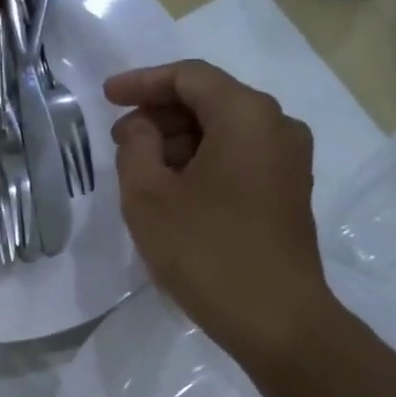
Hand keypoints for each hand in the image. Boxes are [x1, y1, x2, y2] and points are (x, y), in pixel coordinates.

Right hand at [106, 60, 334, 369]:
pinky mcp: (289, 193)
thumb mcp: (149, 197)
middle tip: (120, 141)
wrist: (276, 319)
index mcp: (247, 115)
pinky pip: (240, 159)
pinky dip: (203, 163)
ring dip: (179, 142)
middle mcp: (277, 126)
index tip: (106, 97)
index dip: (142, 82)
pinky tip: (174, 191)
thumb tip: (142, 129)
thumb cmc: (207, 252)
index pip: (189, 77)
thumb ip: (135, 148)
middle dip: (159, 115)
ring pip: (225, 132)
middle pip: (210, 101)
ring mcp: (289, 162)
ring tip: (140, 170)